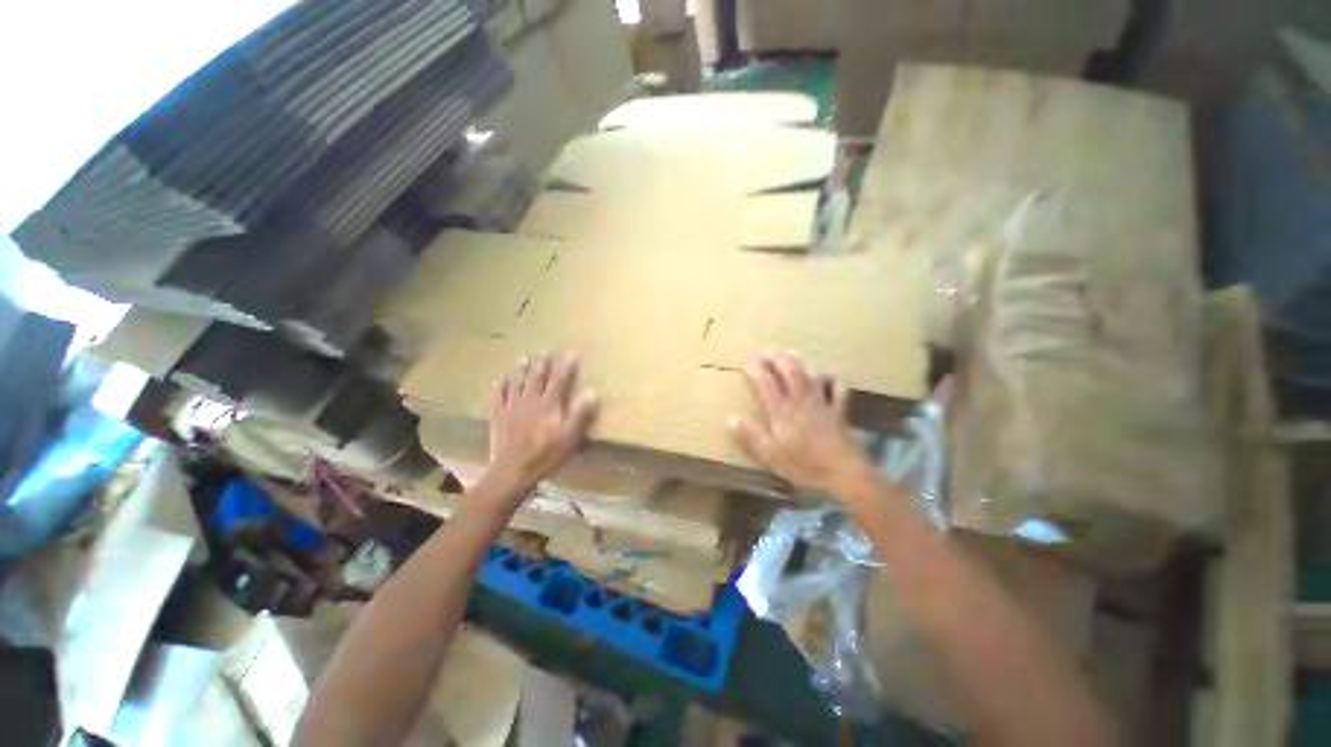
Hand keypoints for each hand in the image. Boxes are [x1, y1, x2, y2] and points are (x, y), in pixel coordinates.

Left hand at [483, 353, 597, 500]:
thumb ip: (580, 413)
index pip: (560, 379)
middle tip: (545, 350)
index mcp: (549, 404)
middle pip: (537, 377)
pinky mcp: (499, 416)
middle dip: (543, 362)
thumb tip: (592, 391)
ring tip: (524, 358)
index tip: (571, 352)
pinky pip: (498, 396)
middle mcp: (530, 400)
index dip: (566, 365)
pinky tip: (500, 379)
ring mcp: (512, 407)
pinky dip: (500, 385)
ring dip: (521, 369)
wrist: (512, 471)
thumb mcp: (570, 437)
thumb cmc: (546, 455)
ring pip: (517, 382)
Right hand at [729, 352, 871, 496]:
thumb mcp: (770, 455)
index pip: (767, 384)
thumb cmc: (803, 465)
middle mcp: (801, 402)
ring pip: (811, 376)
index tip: (748, 363)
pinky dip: (833, 379)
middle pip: (790, 373)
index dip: (757, 371)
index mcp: (783, 412)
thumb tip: (731, 418)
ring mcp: (822, 404)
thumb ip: (751, 435)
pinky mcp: (838, 412)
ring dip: (801, 361)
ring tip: (791, 353)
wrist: (842, 473)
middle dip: (778, 359)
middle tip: (768, 351)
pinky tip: (829, 373)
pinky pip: (838, 390)